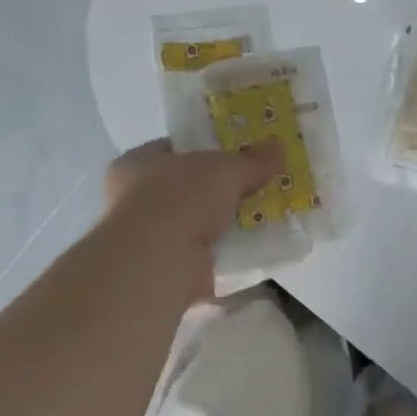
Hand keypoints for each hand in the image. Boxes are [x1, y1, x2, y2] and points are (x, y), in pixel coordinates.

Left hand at [103, 138, 285, 294]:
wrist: (160, 262)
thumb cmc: (180, 198)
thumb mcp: (224, 169)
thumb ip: (252, 160)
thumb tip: (279, 148)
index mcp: (137, 164)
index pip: (176, 149)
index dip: (208, 148)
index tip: (240, 152)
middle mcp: (137, 199)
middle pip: (191, 188)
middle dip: (224, 189)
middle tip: (260, 185)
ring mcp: (152, 238)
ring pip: (200, 222)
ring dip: (229, 222)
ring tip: (268, 216)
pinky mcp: (171, 268)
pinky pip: (209, 253)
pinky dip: (230, 251)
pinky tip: (258, 246)